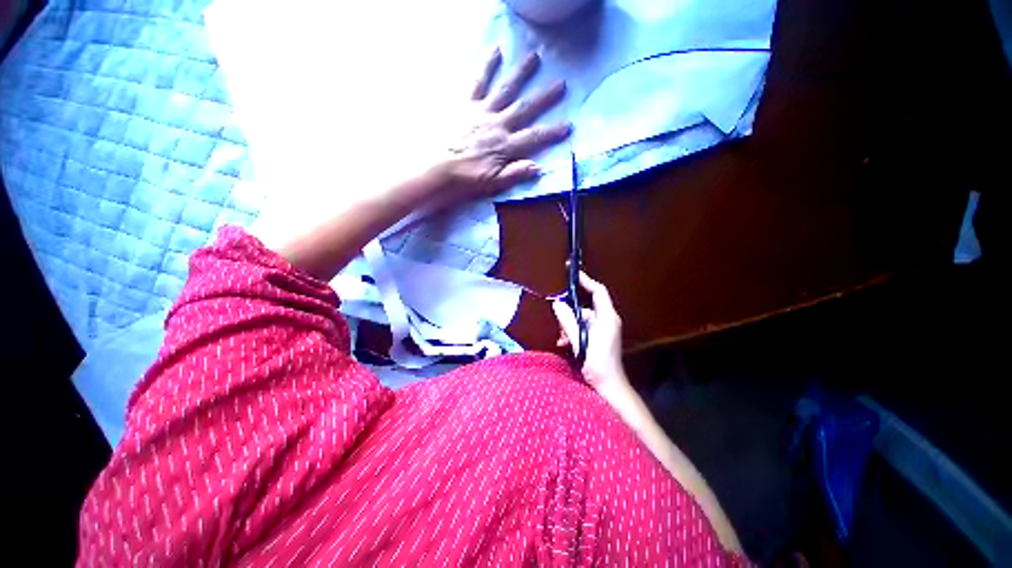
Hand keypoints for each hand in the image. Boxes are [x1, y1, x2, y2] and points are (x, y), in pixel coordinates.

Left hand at [436, 49, 571, 201]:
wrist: (439, 168)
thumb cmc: (467, 178)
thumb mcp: (494, 183)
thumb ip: (516, 173)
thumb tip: (538, 167)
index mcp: (505, 146)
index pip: (534, 138)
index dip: (552, 132)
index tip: (568, 125)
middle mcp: (498, 125)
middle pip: (525, 108)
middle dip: (544, 97)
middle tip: (561, 83)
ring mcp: (483, 112)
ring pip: (506, 90)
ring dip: (521, 74)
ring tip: (534, 57)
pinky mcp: (467, 104)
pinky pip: (478, 82)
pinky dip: (487, 66)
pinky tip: (496, 51)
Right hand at [552, 272, 626, 389]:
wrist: (609, 387)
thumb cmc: (598, 363)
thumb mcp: (580, 341)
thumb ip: (568, 321)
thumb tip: (557, 304)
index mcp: (607, 317)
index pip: (598, 292)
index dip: (587, 281)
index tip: (573, 273)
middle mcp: (608, 320)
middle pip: (587, 307)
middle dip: (570, 312)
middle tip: (558, 321)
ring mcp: (605, 330)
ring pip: (583, 319)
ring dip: (570, 325)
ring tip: (562, 337)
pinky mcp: (600, 338)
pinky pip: (584, 328)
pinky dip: (574, 332)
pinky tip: (565, 342)